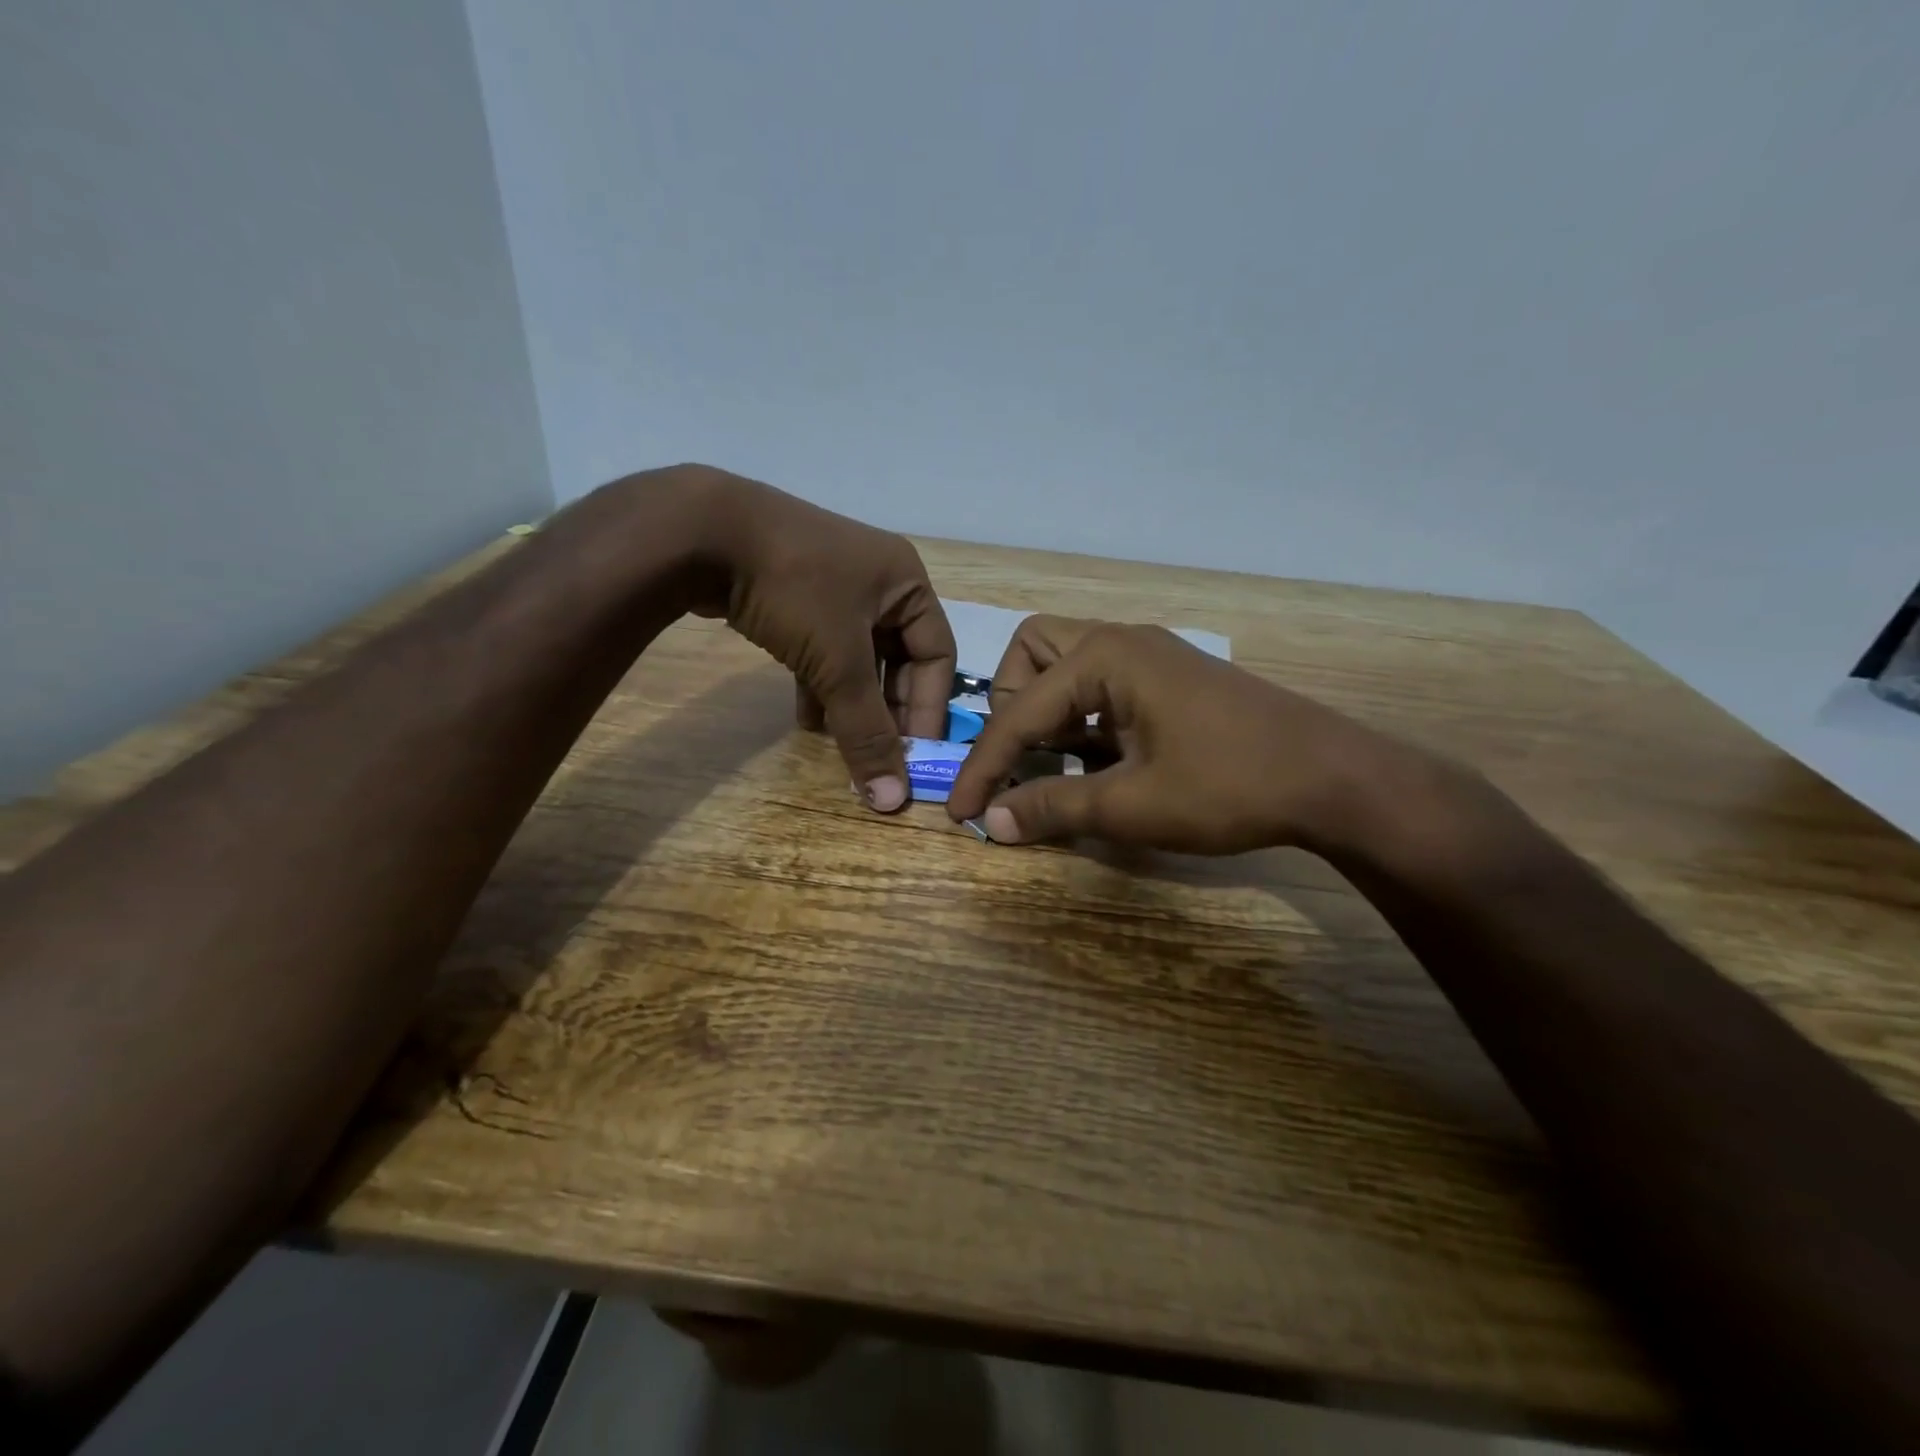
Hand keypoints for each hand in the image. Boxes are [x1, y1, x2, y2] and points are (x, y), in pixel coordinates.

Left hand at [679, 467, 956, 811]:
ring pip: (858, 658)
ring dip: (853, 704)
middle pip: (898, 659)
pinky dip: (822, 685)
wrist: (700, 532)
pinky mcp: (796, 595)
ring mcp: (834, 586)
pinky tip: (809, 721)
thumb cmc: (794, 590)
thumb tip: (891, 798)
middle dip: (887, 710)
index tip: (915, 757)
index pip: (936, 656)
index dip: (928, 708)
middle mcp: (878, 582)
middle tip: (879, 756)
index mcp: (906, 583)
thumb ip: (866, 731)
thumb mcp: (837, 662)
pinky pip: (824, 649)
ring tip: (844, 747)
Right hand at [946, 616, 1398, 853]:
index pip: (1018, 711)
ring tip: (1051, 763)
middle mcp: (1122, 641)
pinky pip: (1102, 685)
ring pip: (1068, 665)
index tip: (964, 812)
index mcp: (1104, 657)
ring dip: (1046, 711)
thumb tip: (993, 822)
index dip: (985, 766)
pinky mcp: (1170, 679)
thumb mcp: (1132, 805)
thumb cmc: (1229, 786)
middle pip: (1033, 652)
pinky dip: (1082, 719)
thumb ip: (1054, 807)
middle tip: (1020, 757)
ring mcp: (1151, 656)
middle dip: (1011, 706)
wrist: (1334, 779)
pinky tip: (1095, 762)